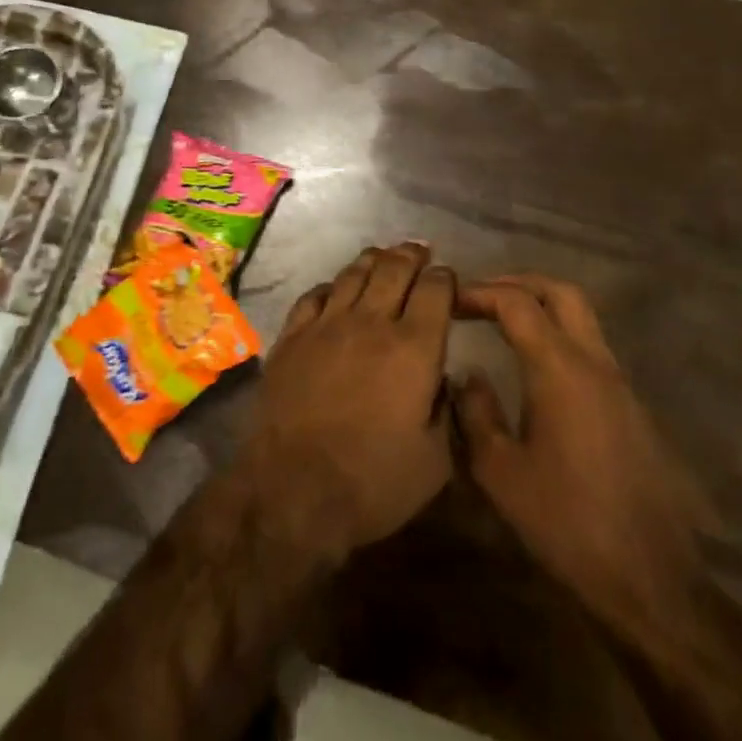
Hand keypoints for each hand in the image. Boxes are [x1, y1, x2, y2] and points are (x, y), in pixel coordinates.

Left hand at [239, 242, 455, 563]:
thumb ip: (448, 410)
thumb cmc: (374, 481)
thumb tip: (446, 378)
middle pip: (394, 267)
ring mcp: (327, 323)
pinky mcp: (293, 334)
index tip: (448, 279)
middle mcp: (372, 322)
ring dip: (374, 260)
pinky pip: (315, 294)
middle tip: (419, 252)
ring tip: (383, 256)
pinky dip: (331, 285)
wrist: (294, 488)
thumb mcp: (436, 461)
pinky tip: (335, 288)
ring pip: (354, 273)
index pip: (436, 290)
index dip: (445, 278)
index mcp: (414, 348)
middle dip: (412, 255)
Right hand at [455, 276, 711, 648]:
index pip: (517, 303)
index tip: (450, 301)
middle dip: (518, 283)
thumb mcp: (500, 473)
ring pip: (583, 318)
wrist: (652, 582)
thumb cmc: (567, 523)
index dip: (480, 292)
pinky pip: (592, 349)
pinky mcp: (633, 409)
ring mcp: (620, 384)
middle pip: (561, 292)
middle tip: (482, 296)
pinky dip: (560, 337)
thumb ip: (475, 413)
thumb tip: (468, 374)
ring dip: (542, 308)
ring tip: (503, 324)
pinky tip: (537, 369)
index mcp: (560, 368)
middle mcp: (594, 363)